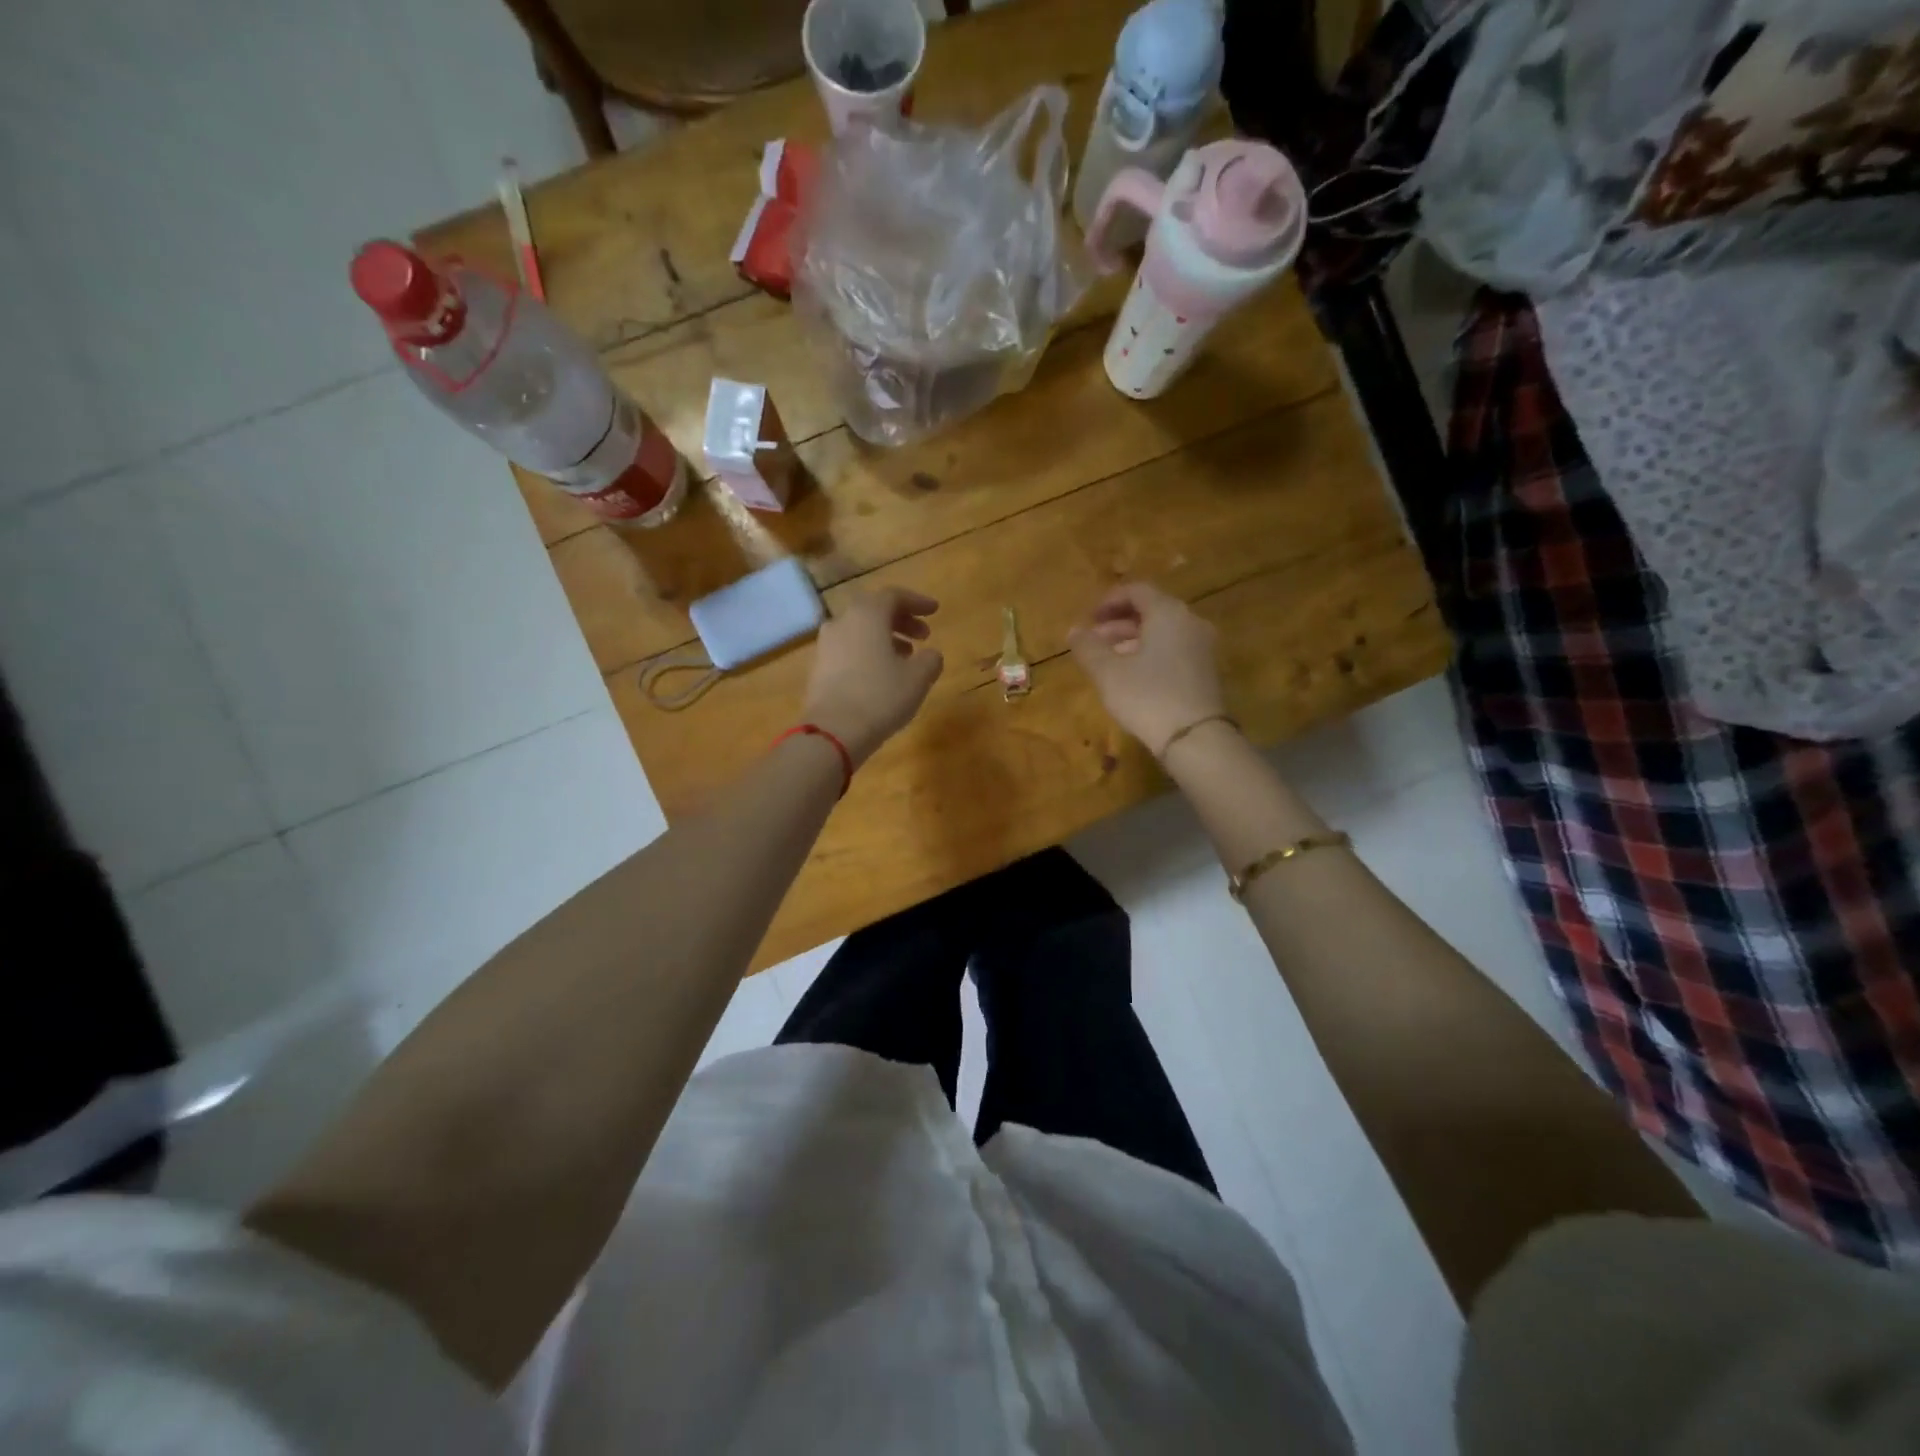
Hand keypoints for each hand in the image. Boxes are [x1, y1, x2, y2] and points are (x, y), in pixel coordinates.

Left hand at [802, 587, 943, 766]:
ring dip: (884, 638)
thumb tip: (931, 655)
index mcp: (867, 614)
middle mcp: (842, 622)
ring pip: (860, 631)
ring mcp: (826, 645)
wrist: (833, 732)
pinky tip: (881, 674)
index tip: (935, 611)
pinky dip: (868, 653)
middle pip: (874, 611)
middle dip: (901, 620)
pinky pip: (848, 650)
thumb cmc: (881, 696)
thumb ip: (930, 659)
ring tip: (905, 657)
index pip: (894, 596)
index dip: (917, 602)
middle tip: (923, 636)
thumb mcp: (918, 678)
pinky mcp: (818, 668)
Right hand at [1068, 582, 1225, 755]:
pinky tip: (1132, 676)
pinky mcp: (1206, 671)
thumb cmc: (1147, 696)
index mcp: (1167, 613)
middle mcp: (1190, 622)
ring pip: (1163, 632)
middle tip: (1093, 641)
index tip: (1088, 619)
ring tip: (1108, 661)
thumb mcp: (1108, 672)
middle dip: (1118, 623)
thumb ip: (1088, 647)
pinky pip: (1173, 650)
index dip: (1108, 601)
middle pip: (1151, 611)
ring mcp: (1202, 647)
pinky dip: (1150, 654)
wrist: (1195, 738)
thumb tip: (1074, 630)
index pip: (1136, 591)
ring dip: (1132, 641)